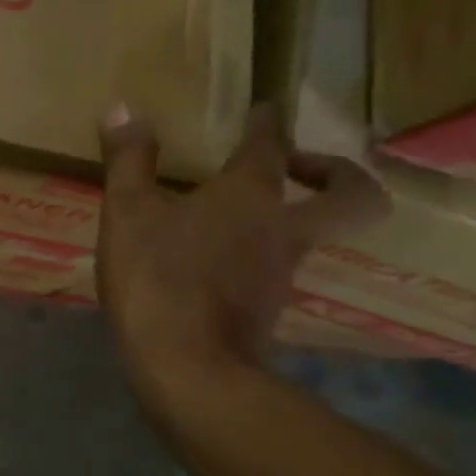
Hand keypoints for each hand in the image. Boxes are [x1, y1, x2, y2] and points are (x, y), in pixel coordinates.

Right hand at [96, 104, 386, 400]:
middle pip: (352, 197)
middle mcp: (281, 230)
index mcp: (250, 195)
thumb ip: (129, 159)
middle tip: (297, 165)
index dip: (267, 123)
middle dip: (338, 174)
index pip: (270, 145)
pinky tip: (210, 257)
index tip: (265, 109)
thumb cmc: (158, 276)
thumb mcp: (128, 210)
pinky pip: (274, 266)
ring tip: (233, 210)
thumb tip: (122, 106)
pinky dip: (255, 252)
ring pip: (309, 233)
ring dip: (287, 215)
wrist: (188, 368)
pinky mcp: (265, 308)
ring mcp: (280, 273)